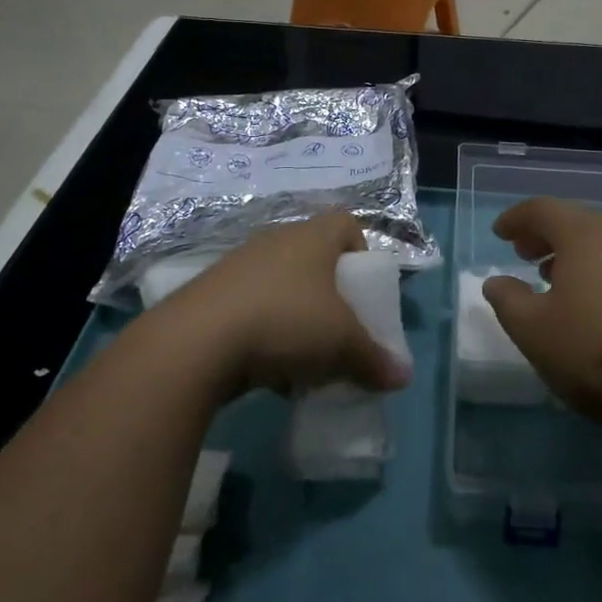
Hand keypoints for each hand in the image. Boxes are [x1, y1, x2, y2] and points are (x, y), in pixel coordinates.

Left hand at [166, 214, 410, 401]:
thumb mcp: (342, 344)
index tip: (363, 290)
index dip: (361, 252)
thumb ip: (375, 359)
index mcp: (313, 237)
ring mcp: (240, 265)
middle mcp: (276, 240)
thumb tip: (403, 377)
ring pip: (282, 286)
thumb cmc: (287, 321)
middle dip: (330, 295)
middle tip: (338, 329)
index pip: (346, 224)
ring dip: (296, 317)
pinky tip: (268, 369)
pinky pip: (253, 308)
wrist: (197, 341)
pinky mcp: (213, 294)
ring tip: (303, 357)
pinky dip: (265, 333)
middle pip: (314, 259)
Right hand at [482, 198, 601, 434]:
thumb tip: (497, 282)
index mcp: (584, 234)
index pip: (542, 209)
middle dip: (545, 235)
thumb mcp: (533, 330)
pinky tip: (596, 305)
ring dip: (574, 255)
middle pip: (576, 222)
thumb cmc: (596, 351)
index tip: (499, 233)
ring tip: (555, 279)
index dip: (516, 218)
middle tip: (523, 254)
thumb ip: (508, 299)